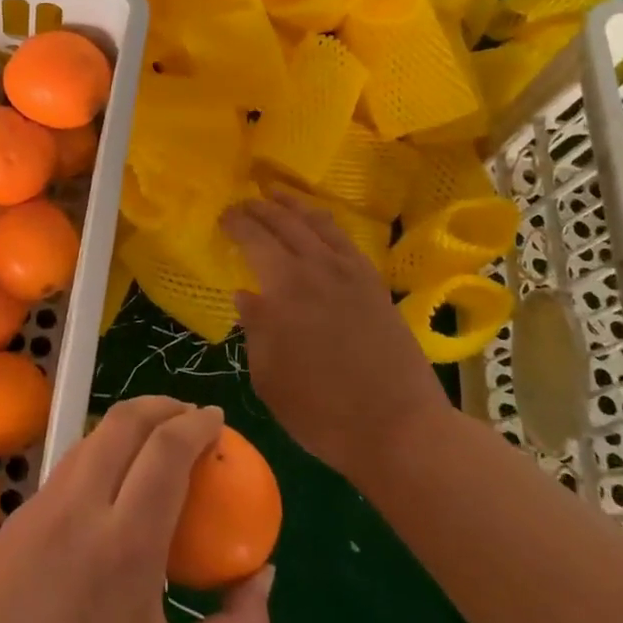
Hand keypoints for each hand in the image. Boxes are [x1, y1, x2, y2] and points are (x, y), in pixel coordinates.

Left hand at [0, 398, 272, 622]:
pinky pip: (66, 471)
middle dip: (162, 406)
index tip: (218, 419)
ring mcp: (38, 511)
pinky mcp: (14, 524)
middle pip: (122, 422)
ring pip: (90, 440)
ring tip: (155, 446)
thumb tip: (263, 576)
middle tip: (190, 418)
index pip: (166, 449)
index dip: (197, 424)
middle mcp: (77, 509)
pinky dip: (99, 457)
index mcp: (124, 544)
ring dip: (128, 427)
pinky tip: (111, 493)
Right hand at [224, 188, 451, 482]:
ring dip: (294, 205)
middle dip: (260, 208)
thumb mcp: (268, 378)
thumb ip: (255, 330)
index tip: (223, 216)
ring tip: (277, 194)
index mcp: (286, 287)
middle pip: (285, 223)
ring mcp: (351, 273)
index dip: (237, 223)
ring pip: (318, 223)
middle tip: (243, 202)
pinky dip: (326, 223)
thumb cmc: (322, 410)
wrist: (399, 428)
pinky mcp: (374, 285)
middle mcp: (318, 268)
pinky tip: (319, 225)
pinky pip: (345, 240)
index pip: (255, 239)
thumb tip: (247, 295)